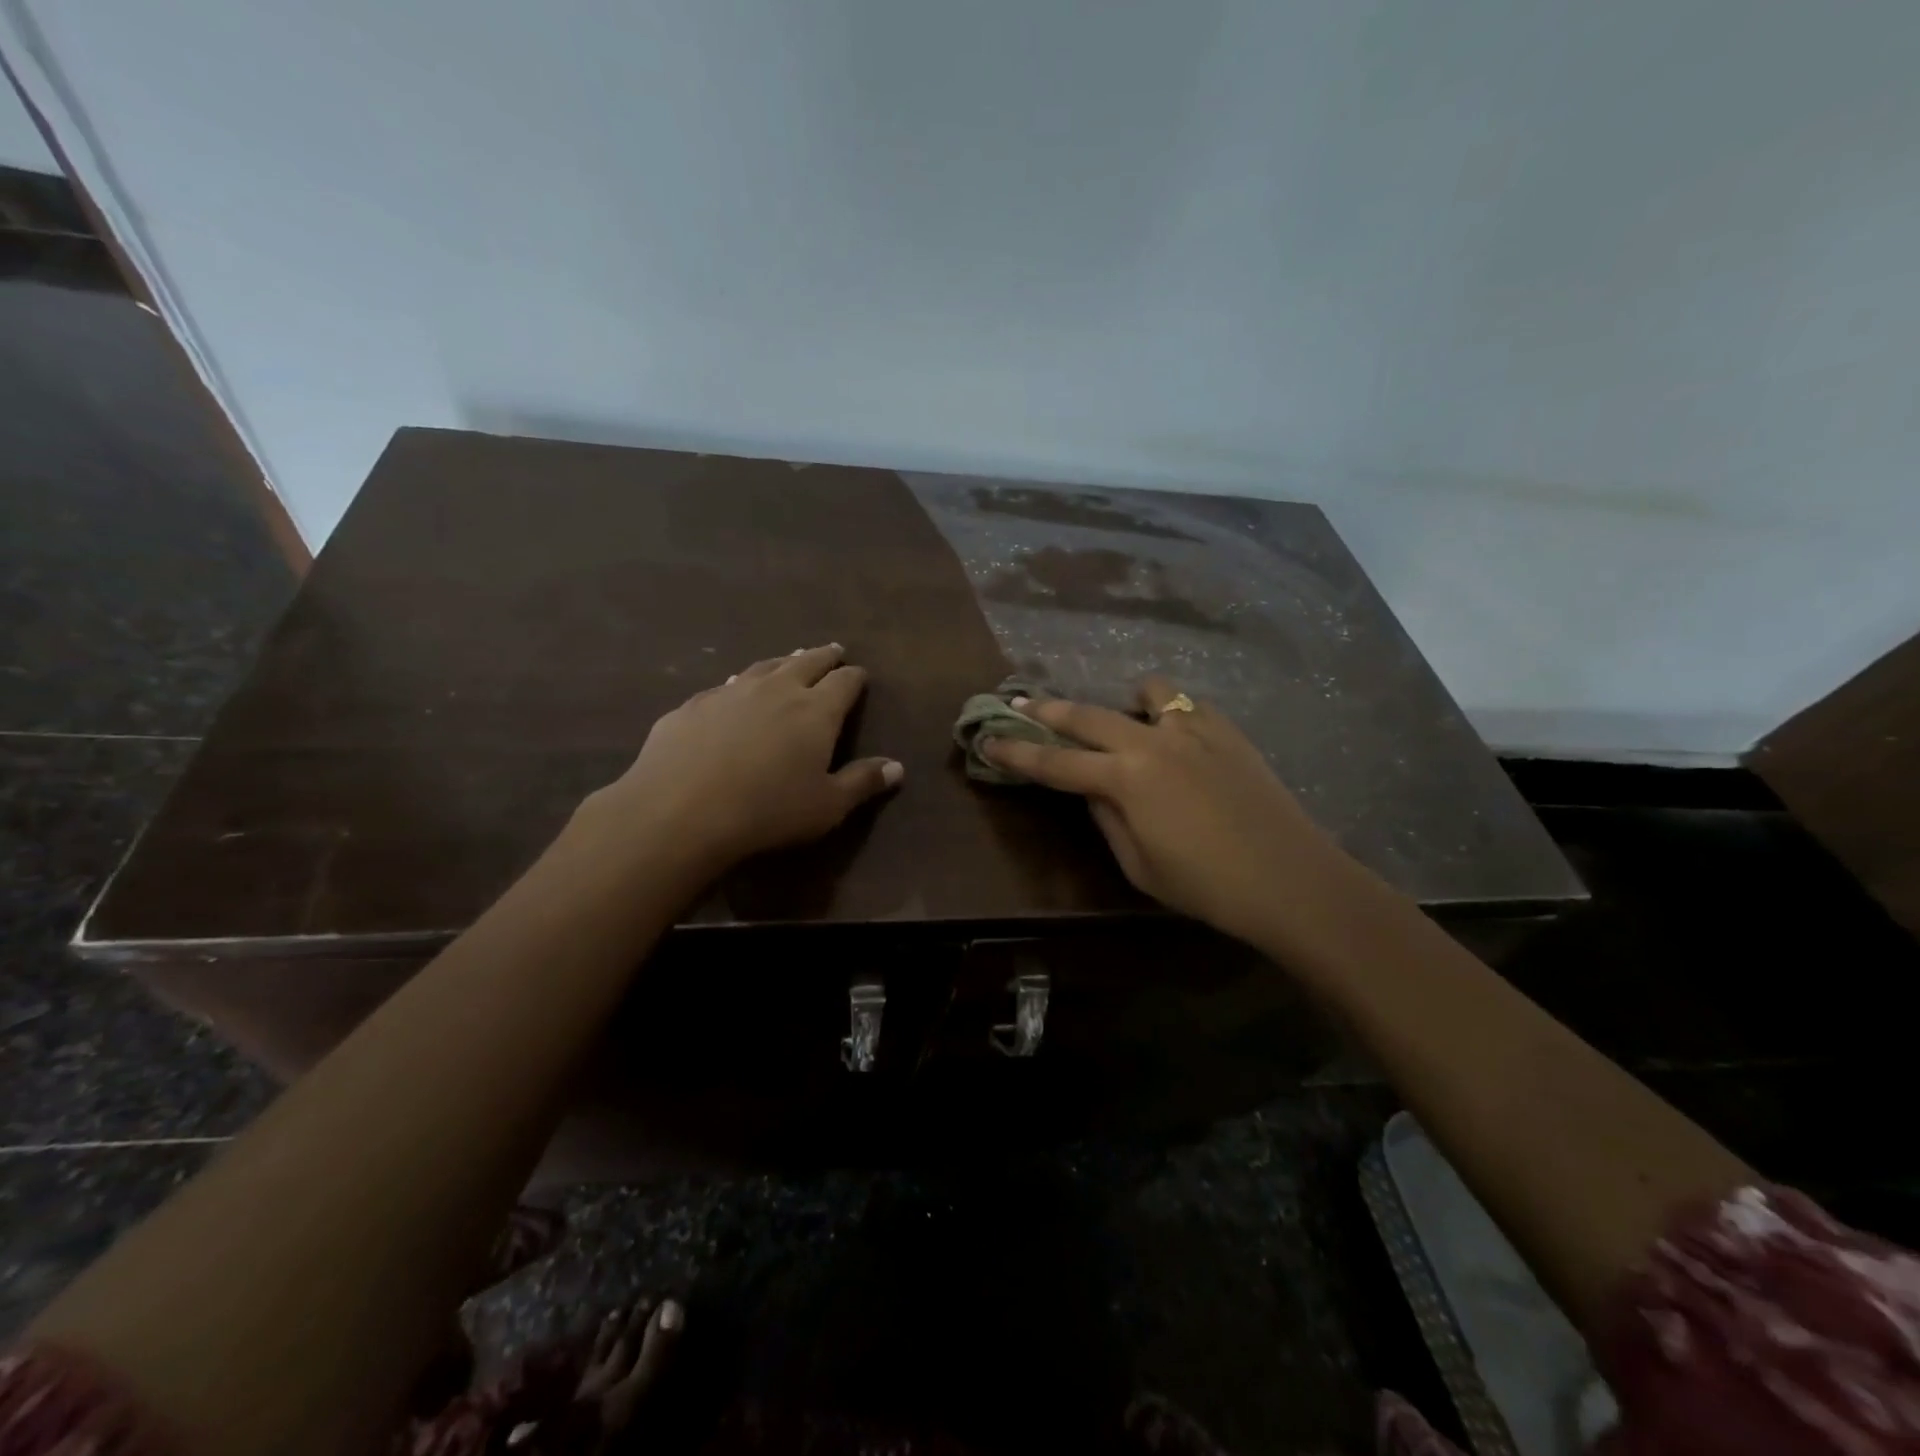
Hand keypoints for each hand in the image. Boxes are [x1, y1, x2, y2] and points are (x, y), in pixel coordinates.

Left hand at [585, 644, 901, 874]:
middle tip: (833, 651)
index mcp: (816, 710)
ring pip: (764, 667)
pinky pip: (725, 686)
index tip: (860, 674)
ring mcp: (731, 692)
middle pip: (806, 662)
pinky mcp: (694, 705)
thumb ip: (863, 782)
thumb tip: (897, 767)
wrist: (681, 810)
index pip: (844, 683)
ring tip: (790, 659)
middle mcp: (776, 690)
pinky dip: (740, 684)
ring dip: (782, 662)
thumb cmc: (768, 810)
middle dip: (823, 656)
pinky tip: (734, 690)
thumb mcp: (827, 806)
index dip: (855, 677)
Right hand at [981, 676, 1349, 947]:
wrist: (1291, 879)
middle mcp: (1153, 742)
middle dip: (1048, 711)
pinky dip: (1170, 713)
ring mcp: (1195, 730)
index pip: (1055, 763)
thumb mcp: (1140, 865)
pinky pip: (1188, 706)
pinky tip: (1175, 736)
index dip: (1017, 753)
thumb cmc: (1207, 886)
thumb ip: (1107, 818)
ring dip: (1123, 703)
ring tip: (1123, 720)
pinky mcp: (1228, 731)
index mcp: (1126, 779)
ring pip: (1147, 692)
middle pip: (1088, 716)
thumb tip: (1093, 790)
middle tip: (1020, 703)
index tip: (987, 740)